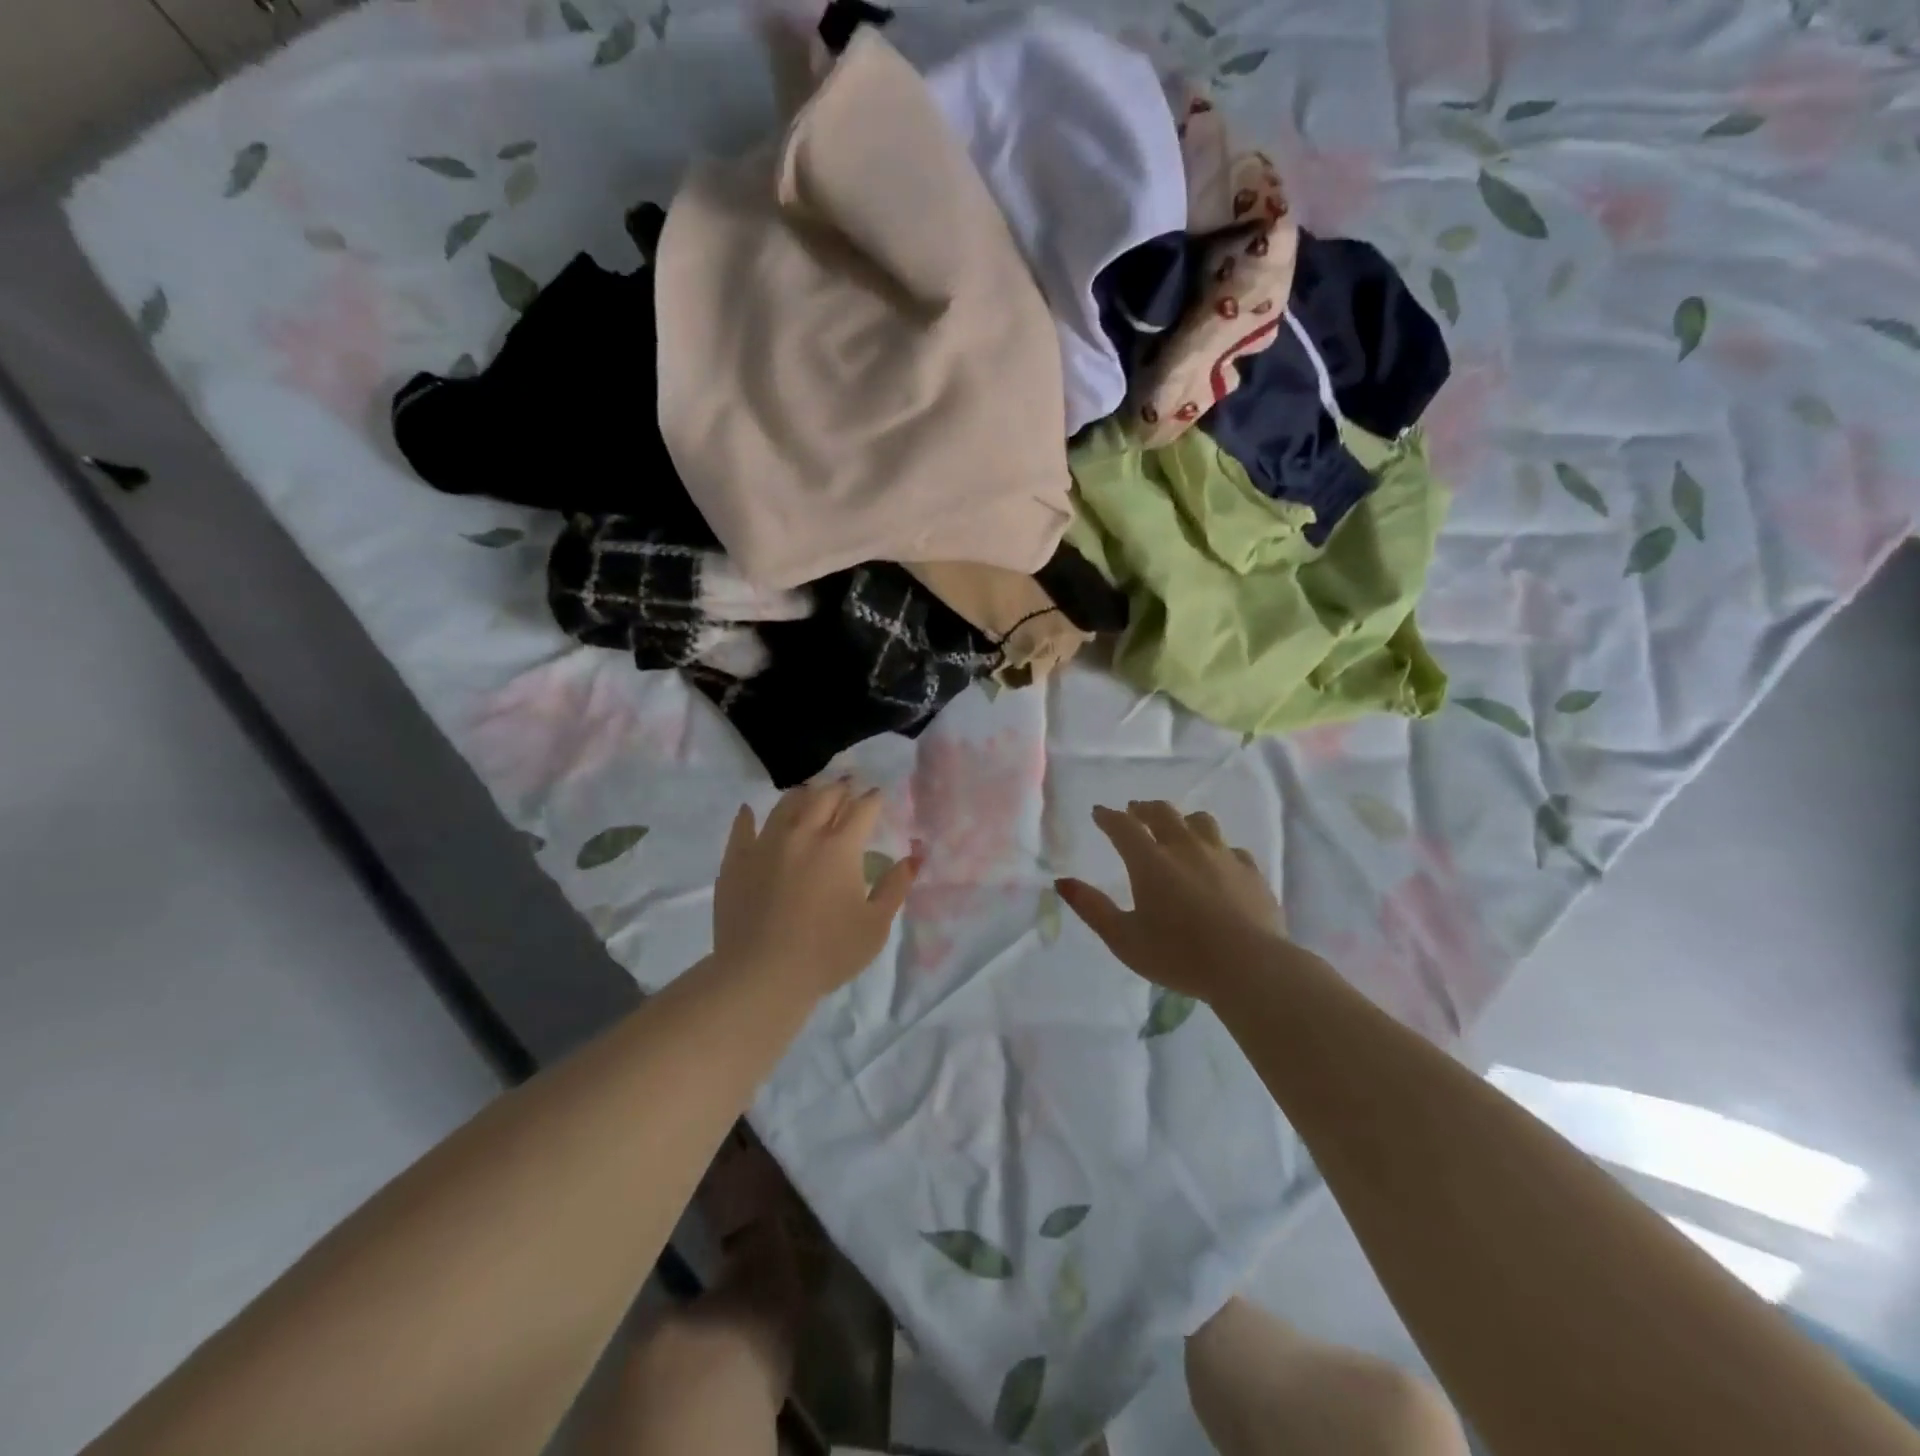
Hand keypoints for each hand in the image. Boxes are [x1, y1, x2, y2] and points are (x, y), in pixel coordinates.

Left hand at [713, 780, 915, 999]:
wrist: (761, 975)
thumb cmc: (828, 953)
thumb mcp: (875, 926)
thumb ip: (895, 887)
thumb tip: (913, 857)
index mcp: (840, 847)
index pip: (862, 809)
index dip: (872, 798)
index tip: (877, 794)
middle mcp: (804, 834)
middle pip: (824, 797)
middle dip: (840, 788)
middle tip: (847, 786)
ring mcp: (766, 844)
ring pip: (786, 805)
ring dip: (803, 795)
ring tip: (809, 793)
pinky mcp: (736, 860)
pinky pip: (742, 827)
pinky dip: (749, 816)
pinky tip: (750, 810)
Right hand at [1056, 801, 1284, 1001]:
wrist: (1250, 967)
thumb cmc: (1178, 955)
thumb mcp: (1124, 939)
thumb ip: (1092, 908)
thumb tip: (1062, 882)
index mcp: (1150, 861)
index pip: (1123, 826)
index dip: (1108, 817)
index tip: (1099, 813)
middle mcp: (1185, 847)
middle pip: (1163, 813)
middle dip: (1144, 809)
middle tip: (1135, 812)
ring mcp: (1222, 855)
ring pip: (1200, 822)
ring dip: (1183, 821)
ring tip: (1178, 830)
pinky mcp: (1251, 871)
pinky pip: (1230, 848)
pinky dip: (1216, 849)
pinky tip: (1217, 862)